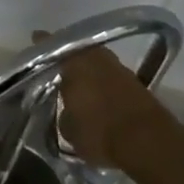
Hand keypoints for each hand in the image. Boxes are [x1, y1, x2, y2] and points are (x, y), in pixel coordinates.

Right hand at [48, 37, 165, 170]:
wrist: (149, 142)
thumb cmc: (100, 132)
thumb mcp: (69, 130)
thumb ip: (63, 113)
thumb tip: (67, 110)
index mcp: (73, 61)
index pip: (51, 43)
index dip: (41, 43)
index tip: (34, 41)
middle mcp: (96, 56)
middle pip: (77, 51)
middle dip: (68, 59)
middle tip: (58, 70)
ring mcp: (119, 67)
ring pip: (97, 63)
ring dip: (89, 72)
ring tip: (79, 86)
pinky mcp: (136, 83)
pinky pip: (112, 77)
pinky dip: (104, 84)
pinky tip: (99, 98)